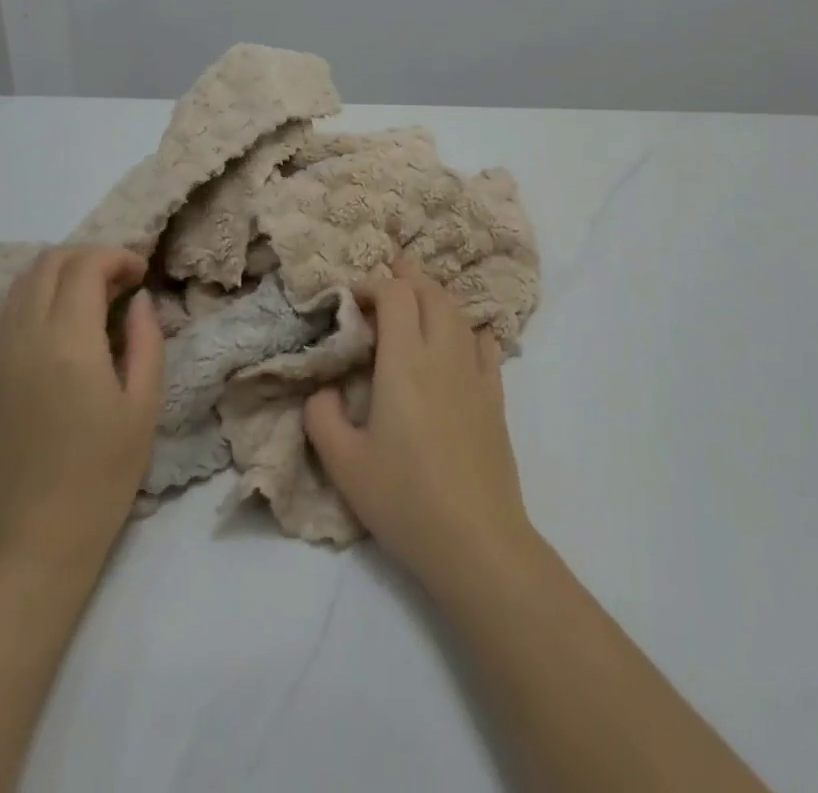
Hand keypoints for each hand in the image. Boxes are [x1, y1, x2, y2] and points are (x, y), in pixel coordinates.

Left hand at [0, 246, 163, 576]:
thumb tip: (140, 300)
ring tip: (95, 297)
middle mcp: (26, 336)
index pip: (84, 266)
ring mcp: (0, 355)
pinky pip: (9, 311)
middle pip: (49, 262)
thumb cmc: (101, 476)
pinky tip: (64, 322)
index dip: (117, 257)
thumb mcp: (143, 406)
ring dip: (61, 273)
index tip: (142, 275)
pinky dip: (37, 295)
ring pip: (23, 281)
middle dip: (89, 257)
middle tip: (122, 282)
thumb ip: (146, 341)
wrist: (32, 541)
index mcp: (68, 341)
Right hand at [304, 259, 535, 590]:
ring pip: (458, 312)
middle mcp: (442, 354)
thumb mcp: (344, 464)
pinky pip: (484, 342)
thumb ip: (321, 417)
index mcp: (404, 361)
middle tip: (384, 280)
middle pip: (431, 291)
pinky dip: (466, 327)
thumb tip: (322, 389)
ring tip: (415, 303)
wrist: (477, 541)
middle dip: (406, 276)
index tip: (353, 298)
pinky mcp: (495, 396)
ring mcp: (475, 373)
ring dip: (434, 296)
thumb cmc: (405, 499)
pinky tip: (456, 340)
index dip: (373, 284)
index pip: (395, 294)